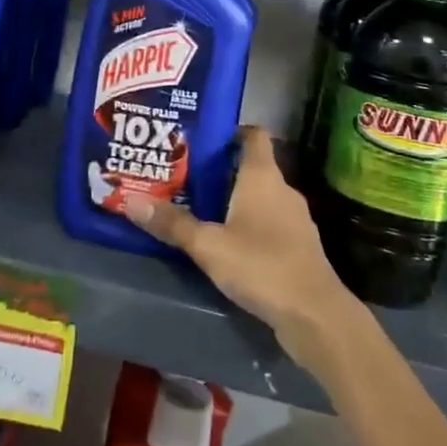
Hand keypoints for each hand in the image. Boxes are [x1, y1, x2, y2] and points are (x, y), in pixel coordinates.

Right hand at [121, 126, 359, 363]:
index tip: (201, 136)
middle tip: (184, 173)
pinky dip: (248, 224)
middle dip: (220, 168)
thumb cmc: (261, 266)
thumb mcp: (208, 246)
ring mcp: (294, 219)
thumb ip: (172, 224)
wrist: (315, 315)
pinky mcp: (297, 246)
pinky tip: (226, 241)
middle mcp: (282, 190)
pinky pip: (268, 222)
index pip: (254, 135)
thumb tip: (130, 201)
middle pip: (251, 166)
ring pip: (259, 196)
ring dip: (233, 198)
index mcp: (263, 177)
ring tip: (199, 206)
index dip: (230, 130)